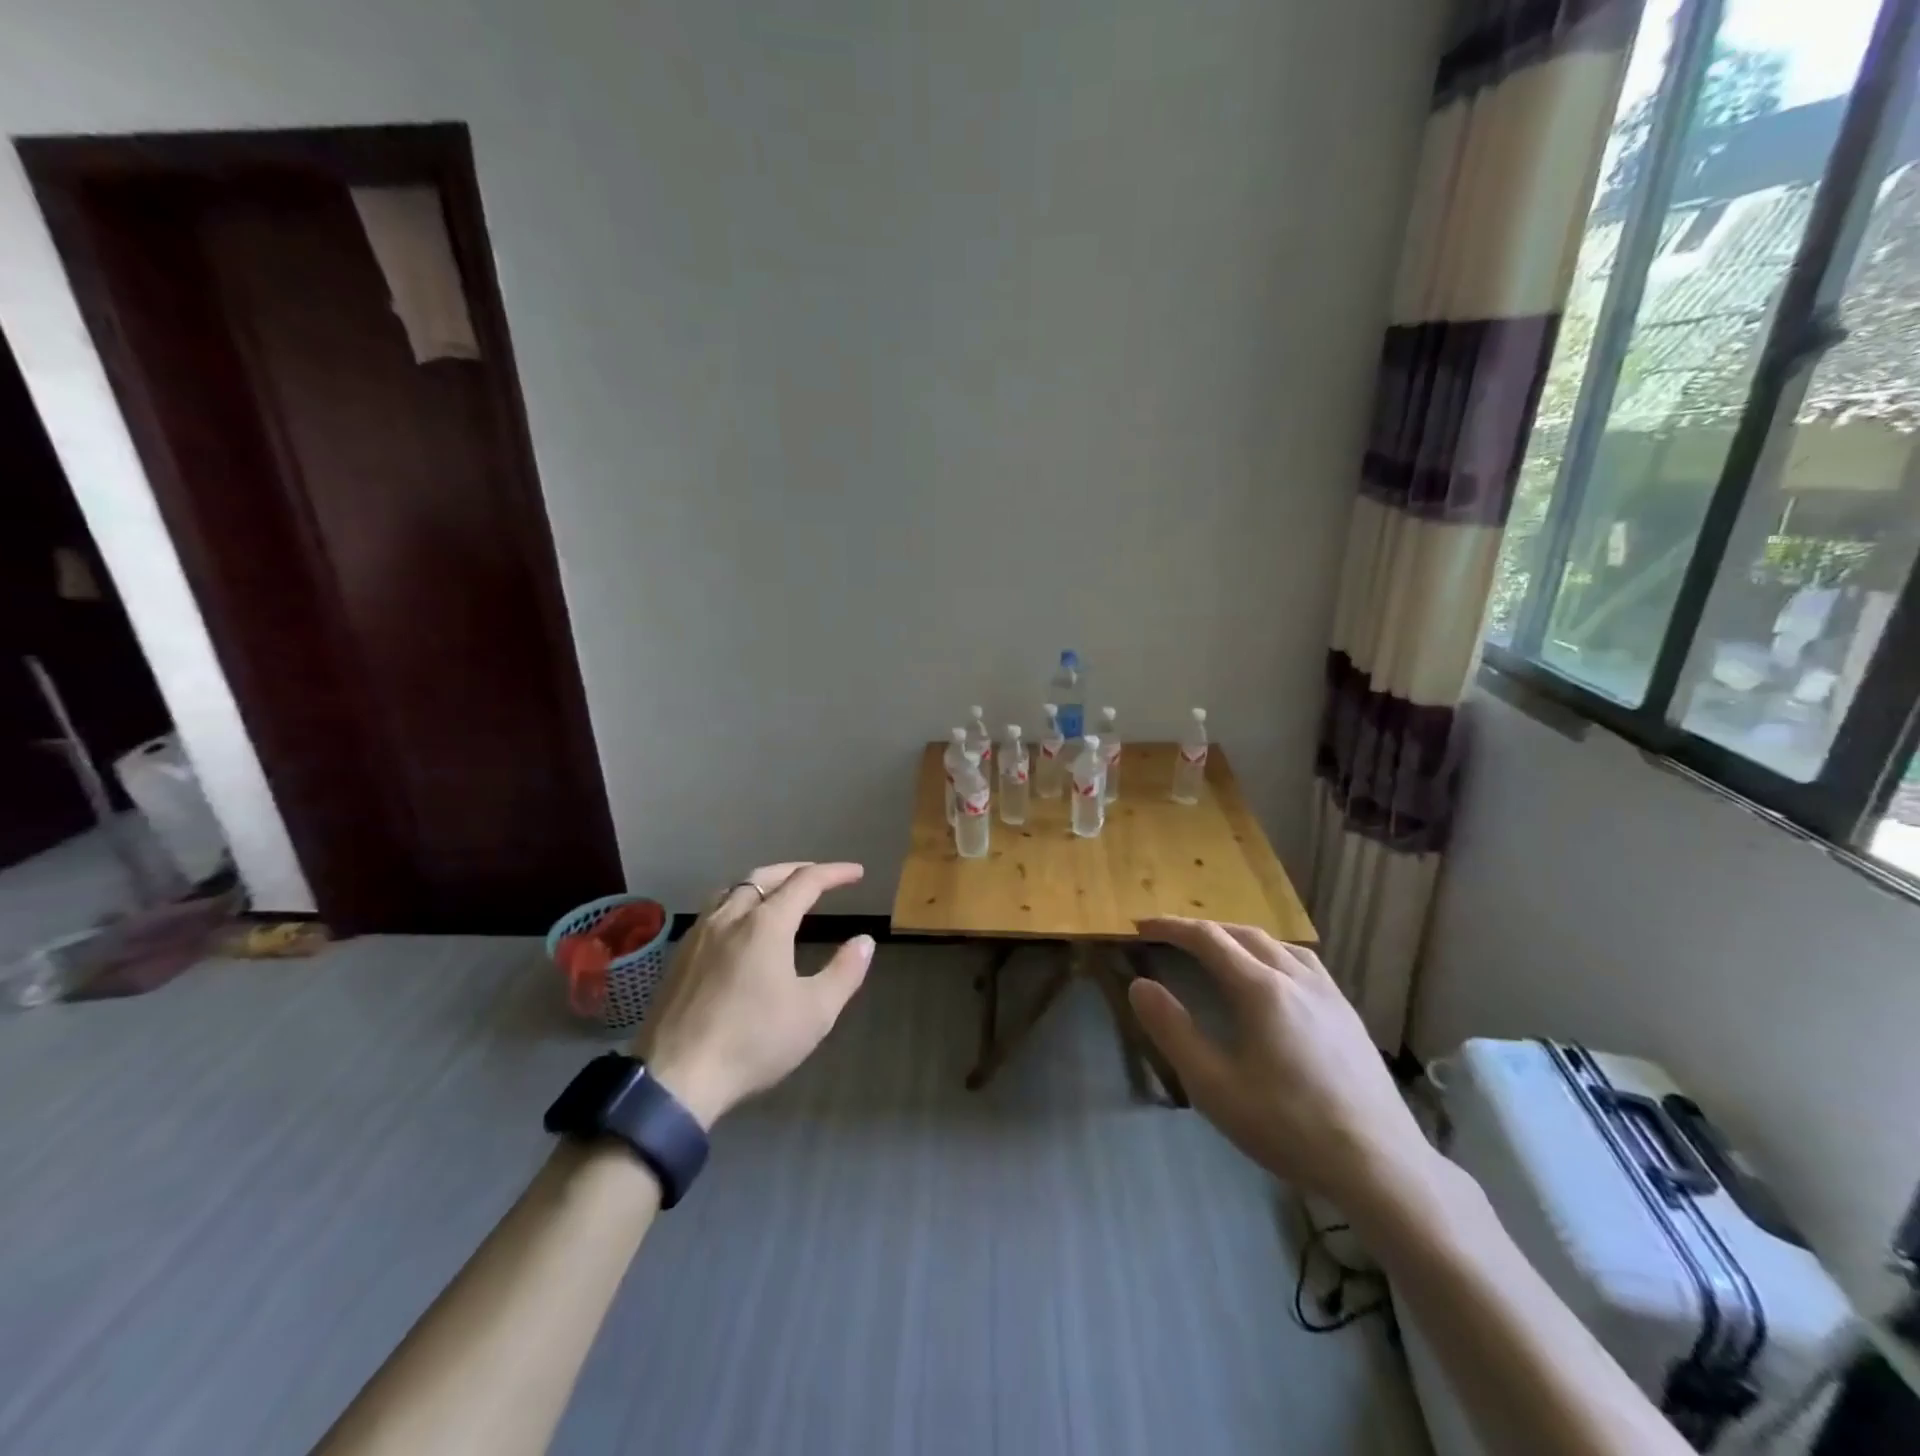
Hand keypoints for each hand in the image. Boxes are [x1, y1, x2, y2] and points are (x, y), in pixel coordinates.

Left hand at [634, 862, 873, 1128]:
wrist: (676, 1078)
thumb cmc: (754, 1042)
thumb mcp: (815, 1013)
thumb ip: (844, 972)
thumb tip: (864, 941)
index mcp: (766, 925)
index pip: (805, 882)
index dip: (834, 873)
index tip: (856, 873)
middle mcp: (730, 918)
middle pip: (764, 876)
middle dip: (795, 870)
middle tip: (819, 876)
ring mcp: (698, 936)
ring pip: (732, 890)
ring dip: (761, 883)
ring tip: (777, 894)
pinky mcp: (678, 957)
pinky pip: (712, 912)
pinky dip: (736, 903)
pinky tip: (738, 928)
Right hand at [1129, 918, 1435, 1217]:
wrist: (1381, 1166)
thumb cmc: (1289, 1126)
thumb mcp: (1215, 1086)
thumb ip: (1174, 1031)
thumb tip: (1141, 985)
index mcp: (1261, 989)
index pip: (1208, 939)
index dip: (1172, 927)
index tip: (1141, 926)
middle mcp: (1296, 978)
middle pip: (1243, 934)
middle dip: (1203, 929)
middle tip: (1171, 936)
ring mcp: (1329, 994)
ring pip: (1278, 944)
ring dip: (1240, 938)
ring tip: (1220, 951)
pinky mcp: (1349, 1015)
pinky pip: (1305, 963)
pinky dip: (1274, 954)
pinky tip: (1275, 980)